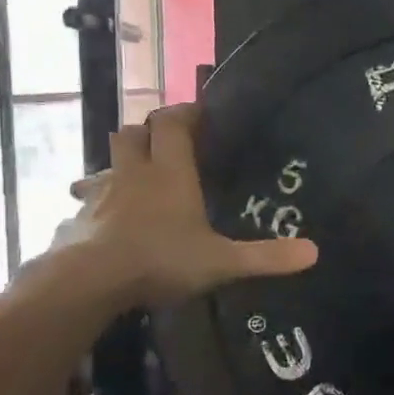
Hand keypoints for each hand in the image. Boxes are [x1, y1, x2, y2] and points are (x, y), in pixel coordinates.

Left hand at [44, 105, 316, 310]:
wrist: (88, 282)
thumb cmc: (160, 260)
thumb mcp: (222, 262)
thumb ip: (266, 257)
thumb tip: (314, 252)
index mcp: (170, 173)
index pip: (172, 124)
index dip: (184, 113)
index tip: (199, 112)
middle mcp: (133, 173)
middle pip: (133, 133)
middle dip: (149, 131)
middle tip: (167, 143)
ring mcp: (101, 194)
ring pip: (107, 163)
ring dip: (120, 163)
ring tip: (134, 177)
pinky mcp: (78, 218)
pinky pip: (86, 199)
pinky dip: (95, 201)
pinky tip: (103, 219)